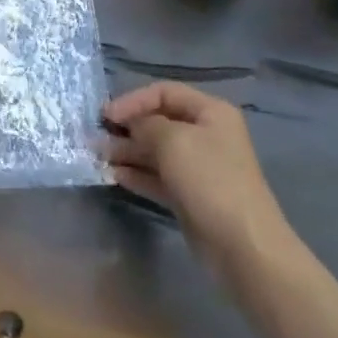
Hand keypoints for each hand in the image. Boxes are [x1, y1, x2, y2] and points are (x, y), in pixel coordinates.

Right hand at [105, 83, 297, 282]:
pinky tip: (114, 175)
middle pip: (159, 121)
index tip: (106, 116)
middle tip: (96, 137)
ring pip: (156, 151)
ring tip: (99, 157)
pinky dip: (137, 174)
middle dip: (127, 128)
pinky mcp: (190, 195)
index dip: (133, 100)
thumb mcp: (171, 140)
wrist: (241, 245)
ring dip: (127, 152)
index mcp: (210, 112)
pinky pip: (158, 176)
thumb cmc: (208, 179)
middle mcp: (206, 135)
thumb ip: (144, 124)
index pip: (164, 92)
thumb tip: (130, 124)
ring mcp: (199, 167)